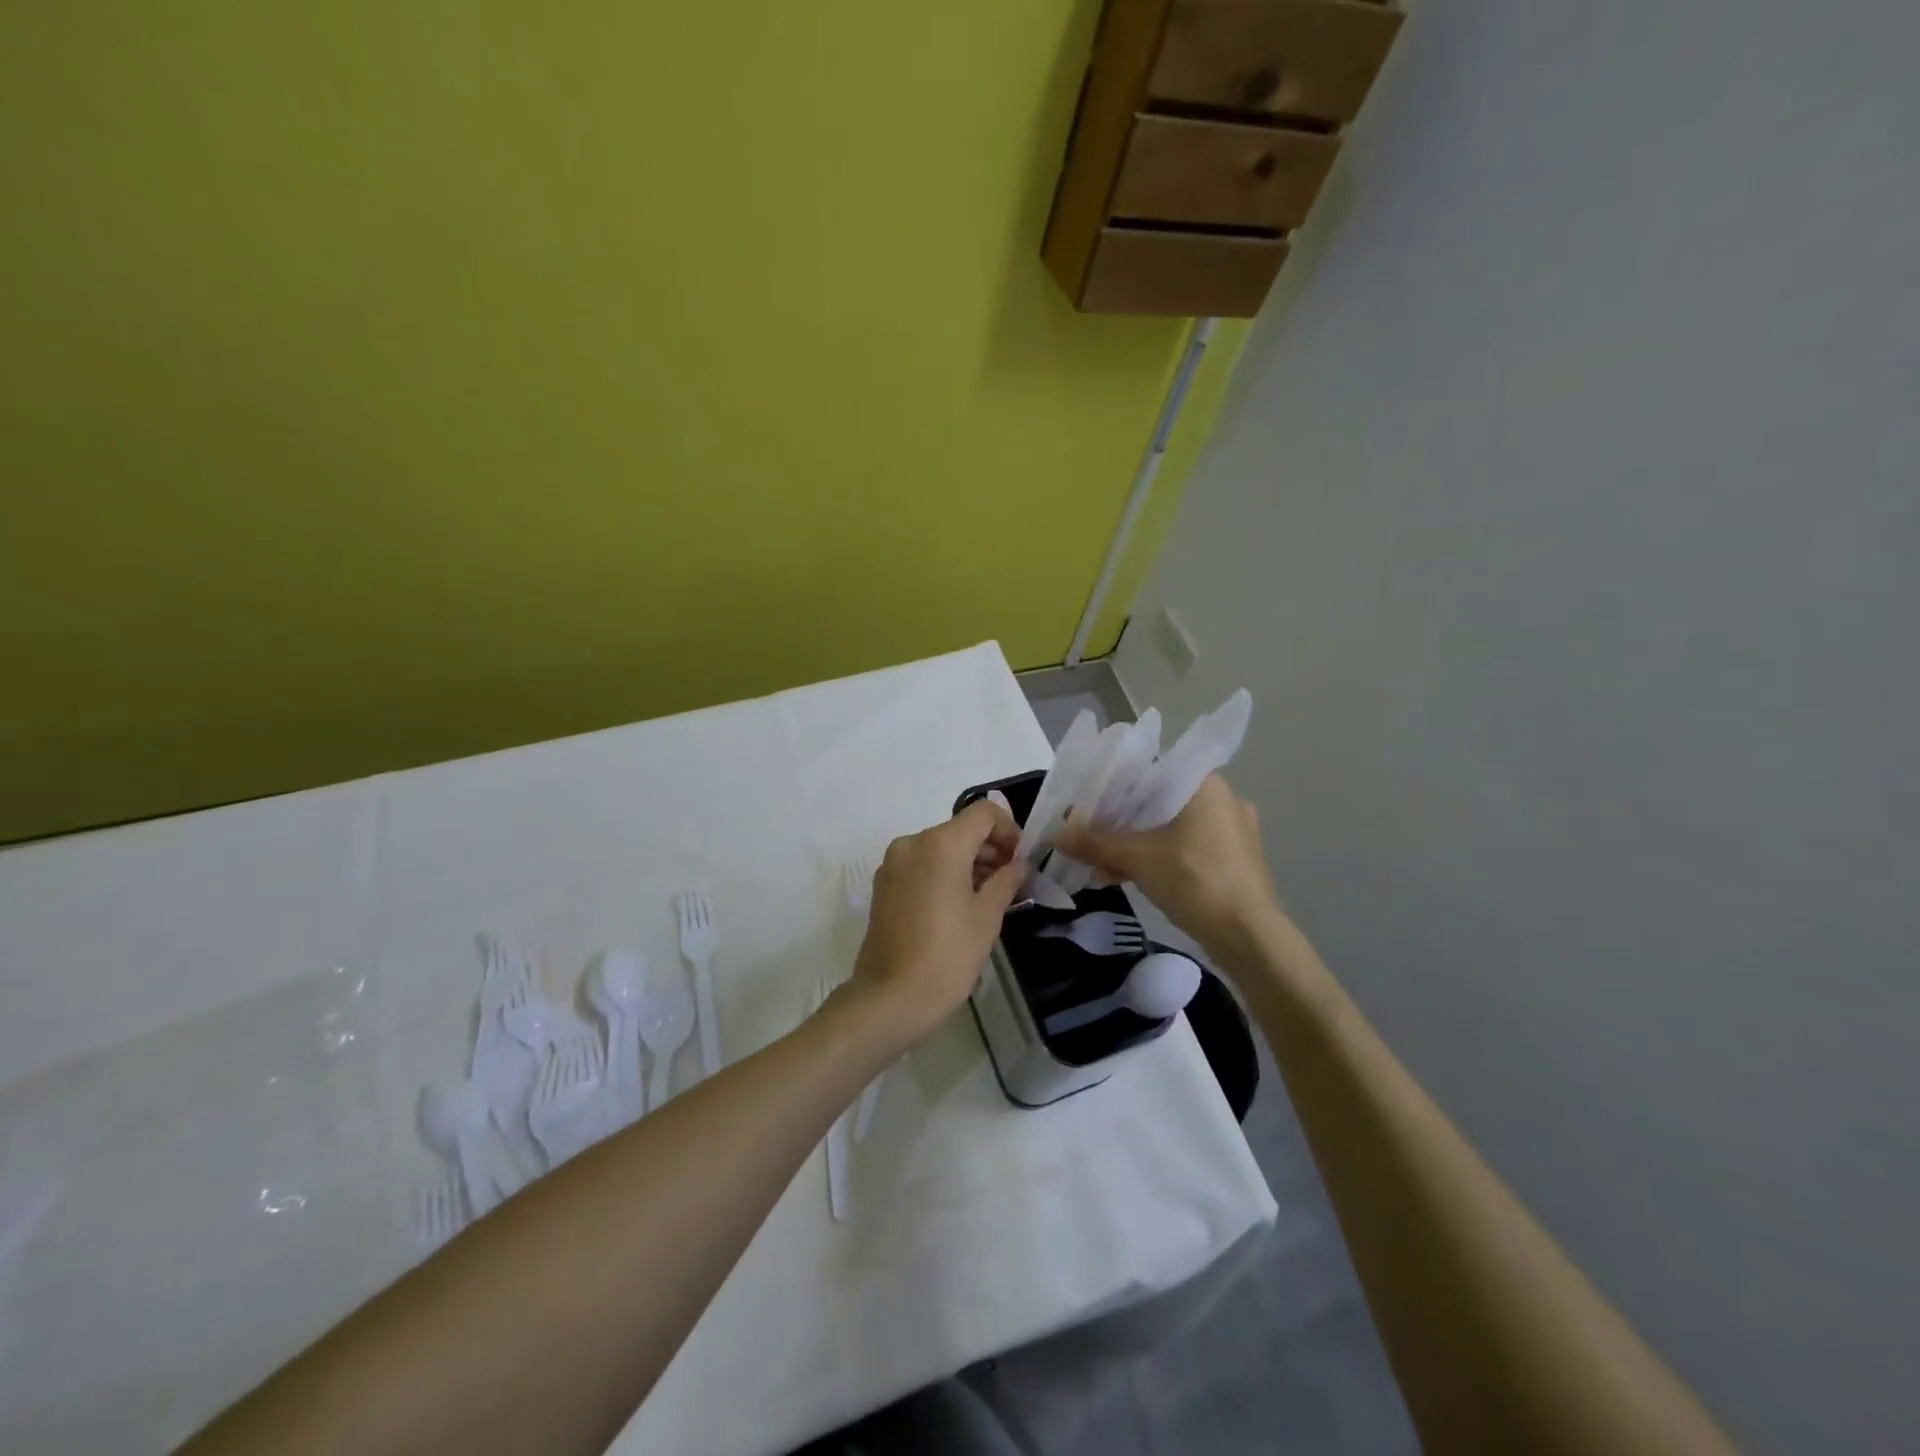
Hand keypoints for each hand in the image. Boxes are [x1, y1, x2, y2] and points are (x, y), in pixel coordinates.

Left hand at [849, 798, 1024, 1041]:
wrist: (890, 998)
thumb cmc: (947, 956)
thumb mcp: (987, 917)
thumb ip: (1006, 880)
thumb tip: (1018, 864)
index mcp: (941, 844)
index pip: (983, 813)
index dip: (1009, 829)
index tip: (1021, 859)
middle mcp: (913, 843)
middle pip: (960, 829)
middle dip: (989, 847)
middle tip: (1011, 880)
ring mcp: (893, 863)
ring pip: (939, 847)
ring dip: (967, 861)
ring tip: (988, 895)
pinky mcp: (883, 885)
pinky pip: (921, 865)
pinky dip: (943, 872)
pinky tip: (958, 905)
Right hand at [1053, 774, 1284, 955]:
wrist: (1249, 937)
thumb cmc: (1195, 880)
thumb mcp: (1137, 858)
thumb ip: (1095, 843)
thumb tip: (1054, 834)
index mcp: (1204, 784)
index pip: (1148, 771)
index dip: (1112, 786)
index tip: (1085, 803)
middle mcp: (1221, 800)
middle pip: (1156, 802)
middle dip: (1118, 822)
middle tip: (1087, 834)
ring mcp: (1230, 832)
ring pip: (1168, 829)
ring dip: (1133, 845)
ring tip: (1098, 865)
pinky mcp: (1231, 862)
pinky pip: (1183, 850)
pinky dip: (1155, 860)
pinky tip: (1124, 878)